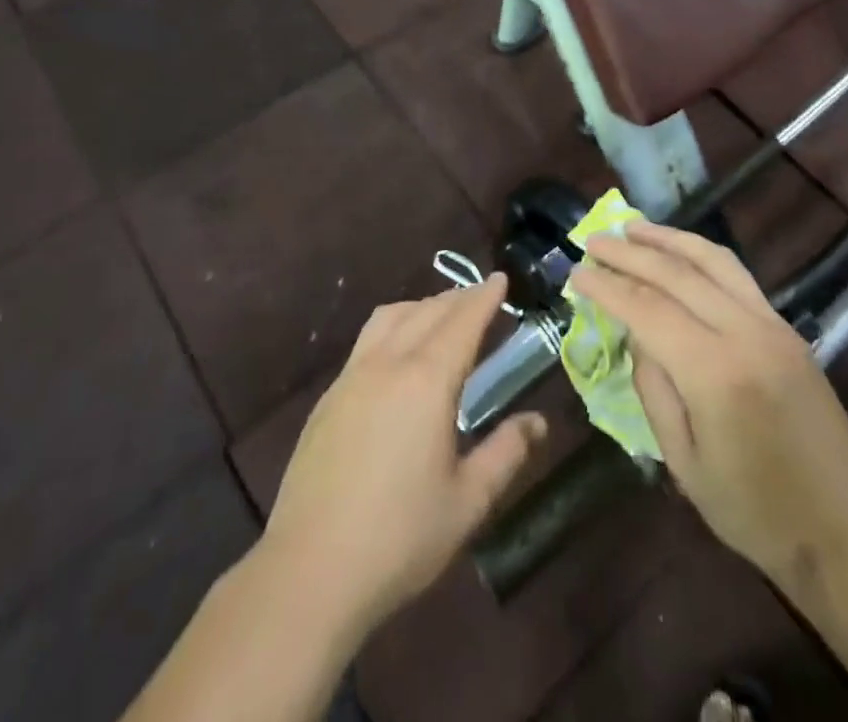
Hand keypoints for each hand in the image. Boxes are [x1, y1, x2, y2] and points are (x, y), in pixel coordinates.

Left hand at [261, 275, 546, 636]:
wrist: (310, 569)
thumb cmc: (399, 537)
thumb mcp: (467, 502)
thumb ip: (506, 454)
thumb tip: (537, 422)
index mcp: (427, 382)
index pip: (463, 322)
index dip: (484, 297)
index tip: (501, 278)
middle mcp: (388, 364)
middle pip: (428, 312)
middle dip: (458, 298)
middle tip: (480, 296)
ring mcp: (352, 377)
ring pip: (391, 317)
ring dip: (422, 306)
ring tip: (441, 315)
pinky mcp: (328, 397)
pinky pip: (367, 340)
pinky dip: (393, 326)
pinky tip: (397, 354)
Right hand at [569, 224, 847, 585]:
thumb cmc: (757, 513)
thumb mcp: (685, 464)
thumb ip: (654, 390)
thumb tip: (638, 338)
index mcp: (715, 372)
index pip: (647, 309)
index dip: (606, 287)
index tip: (575, 273)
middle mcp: (745, 333)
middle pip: (676, 273)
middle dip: (629, 252)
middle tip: (592, 240)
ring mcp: (772, 325)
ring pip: (713, 260)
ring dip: (668, 238)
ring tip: (633, 227)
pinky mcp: (787, 329)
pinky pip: (737, 275)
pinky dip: (701, 254)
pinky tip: (680, 252)